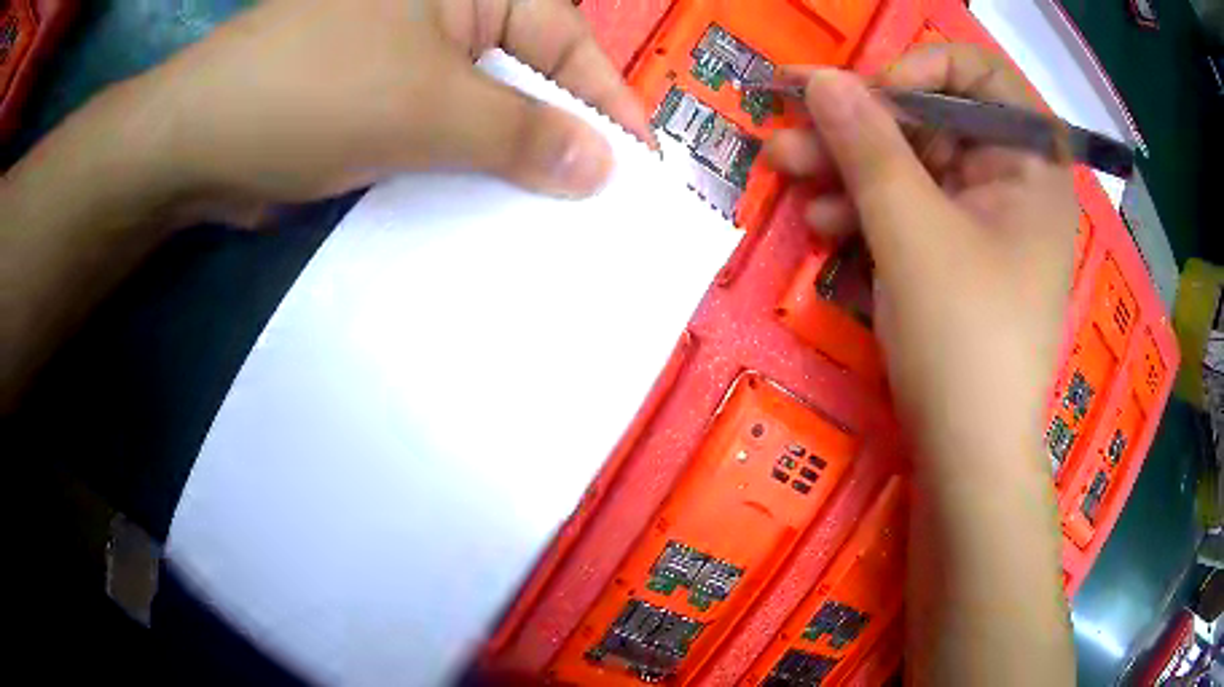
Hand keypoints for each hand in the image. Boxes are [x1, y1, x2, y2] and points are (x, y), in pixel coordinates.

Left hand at [132, 0, 650, 216]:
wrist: (199, 143)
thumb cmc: (310, 92)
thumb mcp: (425, 106)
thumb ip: (519, 132)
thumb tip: (601, 165)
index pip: (565, 40)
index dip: (607, 100)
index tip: (643, 165)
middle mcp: (446, 19)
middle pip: (528, 79)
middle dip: (563, 140)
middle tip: (602, 211)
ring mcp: (409, 66)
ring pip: (485, 117)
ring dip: (513, 169)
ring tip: (554, 229)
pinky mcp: (379, 111)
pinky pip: (443, 143)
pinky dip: (466, 180)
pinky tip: (487, 224)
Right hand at [766, 44, 1077, 683]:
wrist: (967, 457)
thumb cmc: (964, 341)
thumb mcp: (913, 233)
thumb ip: (868, 145)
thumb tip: (822, 78)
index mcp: (1030, 165)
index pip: (980, 74)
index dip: (922, 67)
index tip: (869, 91)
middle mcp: (1011, 183)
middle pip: (933, 120)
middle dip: (861, 122)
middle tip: (791, 121)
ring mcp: (982, 222)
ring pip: (911, 166)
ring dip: (848, 166)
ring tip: (785, 170)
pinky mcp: (954, 257)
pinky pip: (909, 211)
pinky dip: (866, 211)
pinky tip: (822, 224)